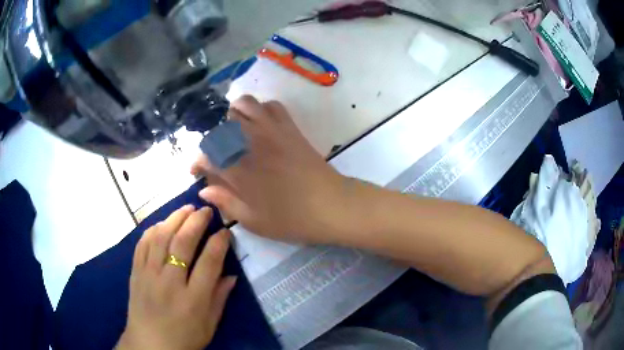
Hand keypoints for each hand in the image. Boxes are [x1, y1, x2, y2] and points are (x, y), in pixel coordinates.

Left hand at [116, 205, 235, 349]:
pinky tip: (162, 224)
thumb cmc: (184, 339)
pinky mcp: (135, 272)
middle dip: (196, 221)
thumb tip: (231, 275)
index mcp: (193, 299)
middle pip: (183, 243)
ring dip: (175, 219)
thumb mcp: (209, 325)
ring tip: (186, 208)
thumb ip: (220, 299)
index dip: (219, 242)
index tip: (225, 231)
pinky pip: (142, 244)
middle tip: (206, 210)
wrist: (149, 345)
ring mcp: (149, 275)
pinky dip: (153, 230)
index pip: (209, 262)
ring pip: (161, 237)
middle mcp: (170, 282)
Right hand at [191, 95, 344, 243]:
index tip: (198, 171)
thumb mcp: (253, 220)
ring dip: (235, 115)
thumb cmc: (291, 219)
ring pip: (244, 104)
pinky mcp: (289, 127)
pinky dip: (261, 109)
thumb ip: (225, 203)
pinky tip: (262, 124)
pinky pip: (271, 105)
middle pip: (221, 126)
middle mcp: (248, 143)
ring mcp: (270, 130)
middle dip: (215, 140)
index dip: (198, 162)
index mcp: (236, 169)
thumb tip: (204, 190)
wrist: (330, 205)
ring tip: (237, 132)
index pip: (205, 155)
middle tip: (221, 155)